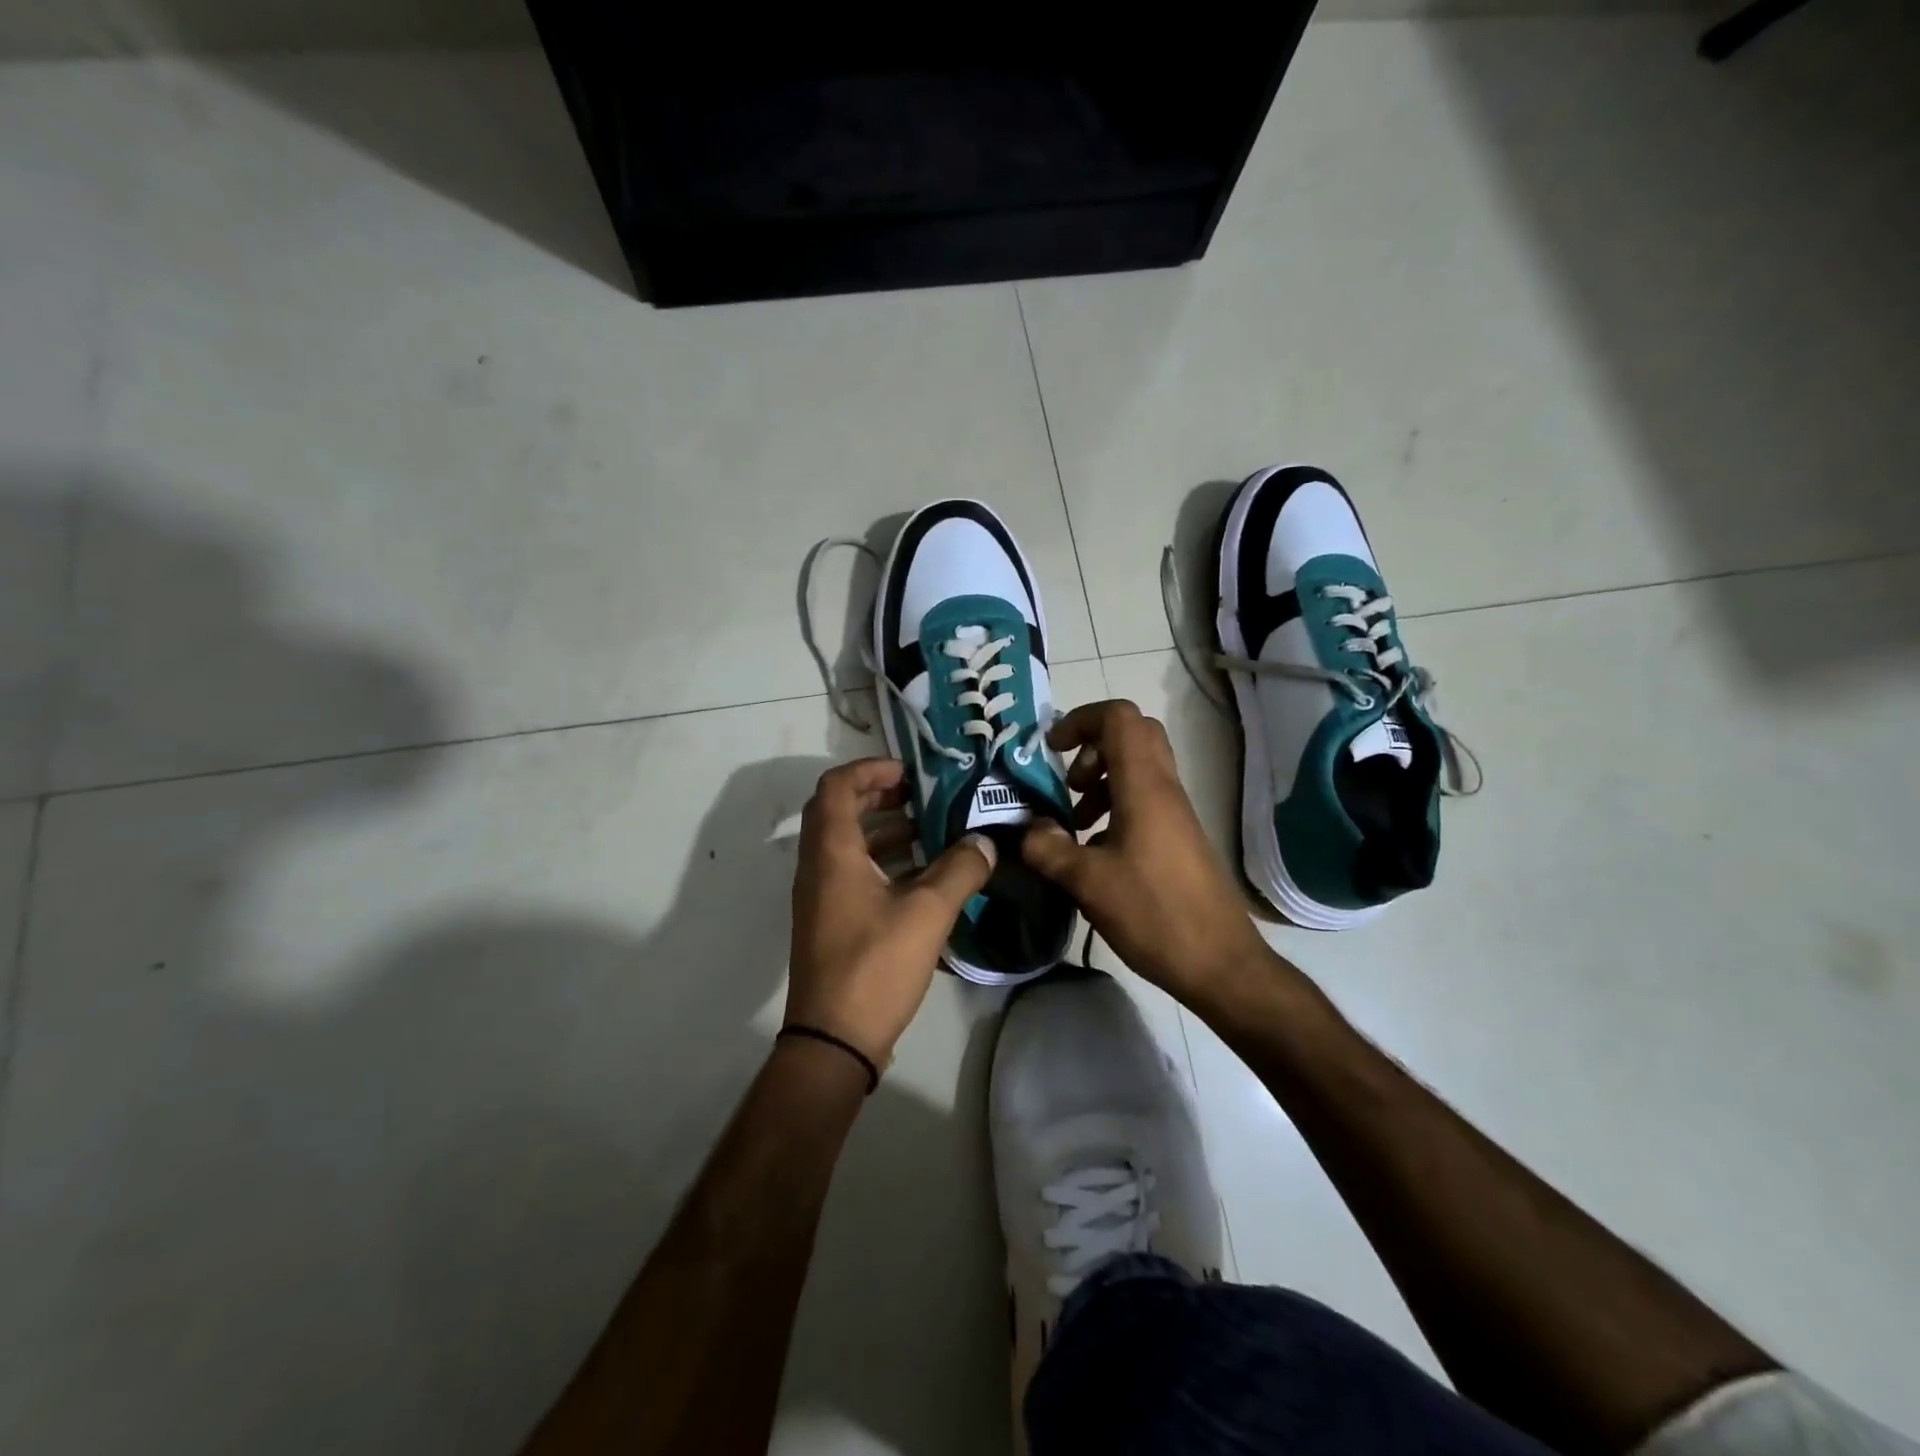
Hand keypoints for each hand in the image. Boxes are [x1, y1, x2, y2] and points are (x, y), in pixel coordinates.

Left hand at [787, 758, 996, 1066]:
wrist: (834, 1039)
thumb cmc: (876, 965)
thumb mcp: (928, 913)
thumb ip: (961, 870)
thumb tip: (986, 842)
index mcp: (832, 852)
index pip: (837, 786)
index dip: (870, 769)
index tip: (909, 772)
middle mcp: (817, 866)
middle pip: (839, 810)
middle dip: (878, 795)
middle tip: (921, 795)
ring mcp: (820, 896)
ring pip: (846, 843)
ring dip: (883, 828)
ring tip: (930, 830)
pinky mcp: (830, 920)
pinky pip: (851, 871)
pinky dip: (882, 860)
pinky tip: (922, 875)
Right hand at [1021, 700, 1272, 1004]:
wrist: (1220, 962)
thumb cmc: (1154, 914)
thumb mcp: (1088, 882)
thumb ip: (1048, 848)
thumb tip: (1028, 829)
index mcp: (1144, 786)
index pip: (1118, 718)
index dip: (1080, 720)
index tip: (1051, 749)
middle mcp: (1164, 788)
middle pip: (1133, 734)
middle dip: (1092, 746)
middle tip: (1068, 781)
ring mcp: (1176, 812)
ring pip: (1139, 767)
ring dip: (1102, 779)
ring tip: (1075, 819)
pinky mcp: (1178, 836)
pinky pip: (1144, 797)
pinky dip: (1115, 805)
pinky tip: (1094, 848)